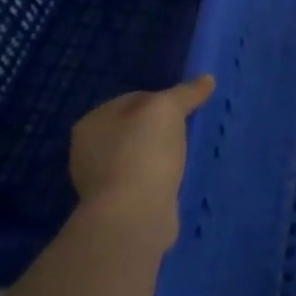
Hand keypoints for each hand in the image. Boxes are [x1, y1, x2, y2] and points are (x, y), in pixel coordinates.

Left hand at [69, 75, 213, 244]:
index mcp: (92, 122)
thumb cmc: (143, 152)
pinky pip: (143, 181)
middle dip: (162, 130)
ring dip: (161, 156)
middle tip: (188, 133)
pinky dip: (159, 179)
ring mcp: (99, 181)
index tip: (186, 111)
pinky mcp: (115, 206)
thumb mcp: (168, 108)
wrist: (133, 216)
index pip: (135, 98)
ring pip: (140, 155)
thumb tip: (207, 80)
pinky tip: (175, 180)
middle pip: (137, 127)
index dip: (164, 100)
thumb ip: (186, 92)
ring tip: (185, 158)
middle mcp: (87, 150)